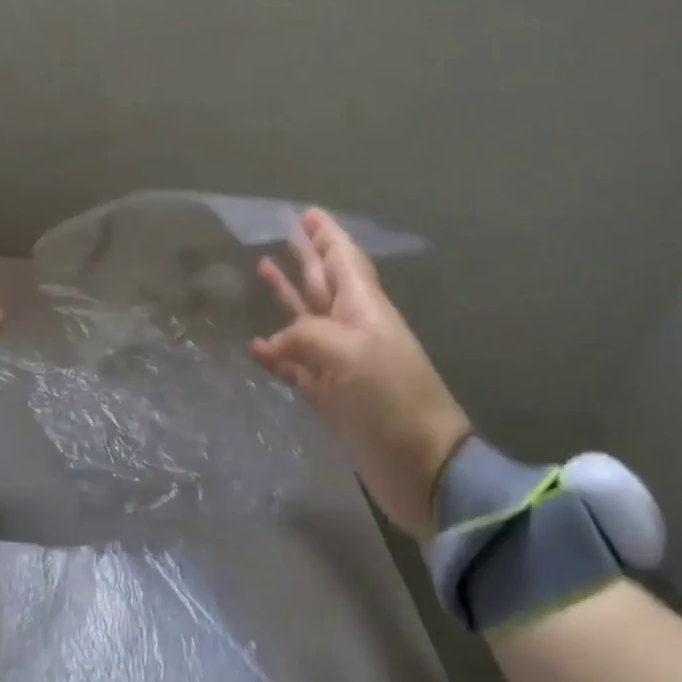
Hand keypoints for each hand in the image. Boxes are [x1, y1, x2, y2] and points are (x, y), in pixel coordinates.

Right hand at [252, 210, 469, 538]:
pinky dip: (278, 354)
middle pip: (324, 283)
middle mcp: (352, 330)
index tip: (308, 213)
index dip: (326, 236)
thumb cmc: (392, 400)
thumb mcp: (350, 353)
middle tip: (285, 232)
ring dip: (288, 295)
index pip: (343, 261)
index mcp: (364, 310)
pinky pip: (297, 365)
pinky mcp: (331, 397)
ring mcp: (341, 364)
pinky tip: (256, 346)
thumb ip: (306, 334)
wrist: (424, 468)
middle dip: (306, 256)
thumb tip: (273, 342)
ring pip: (307, 319)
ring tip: (263, 269)